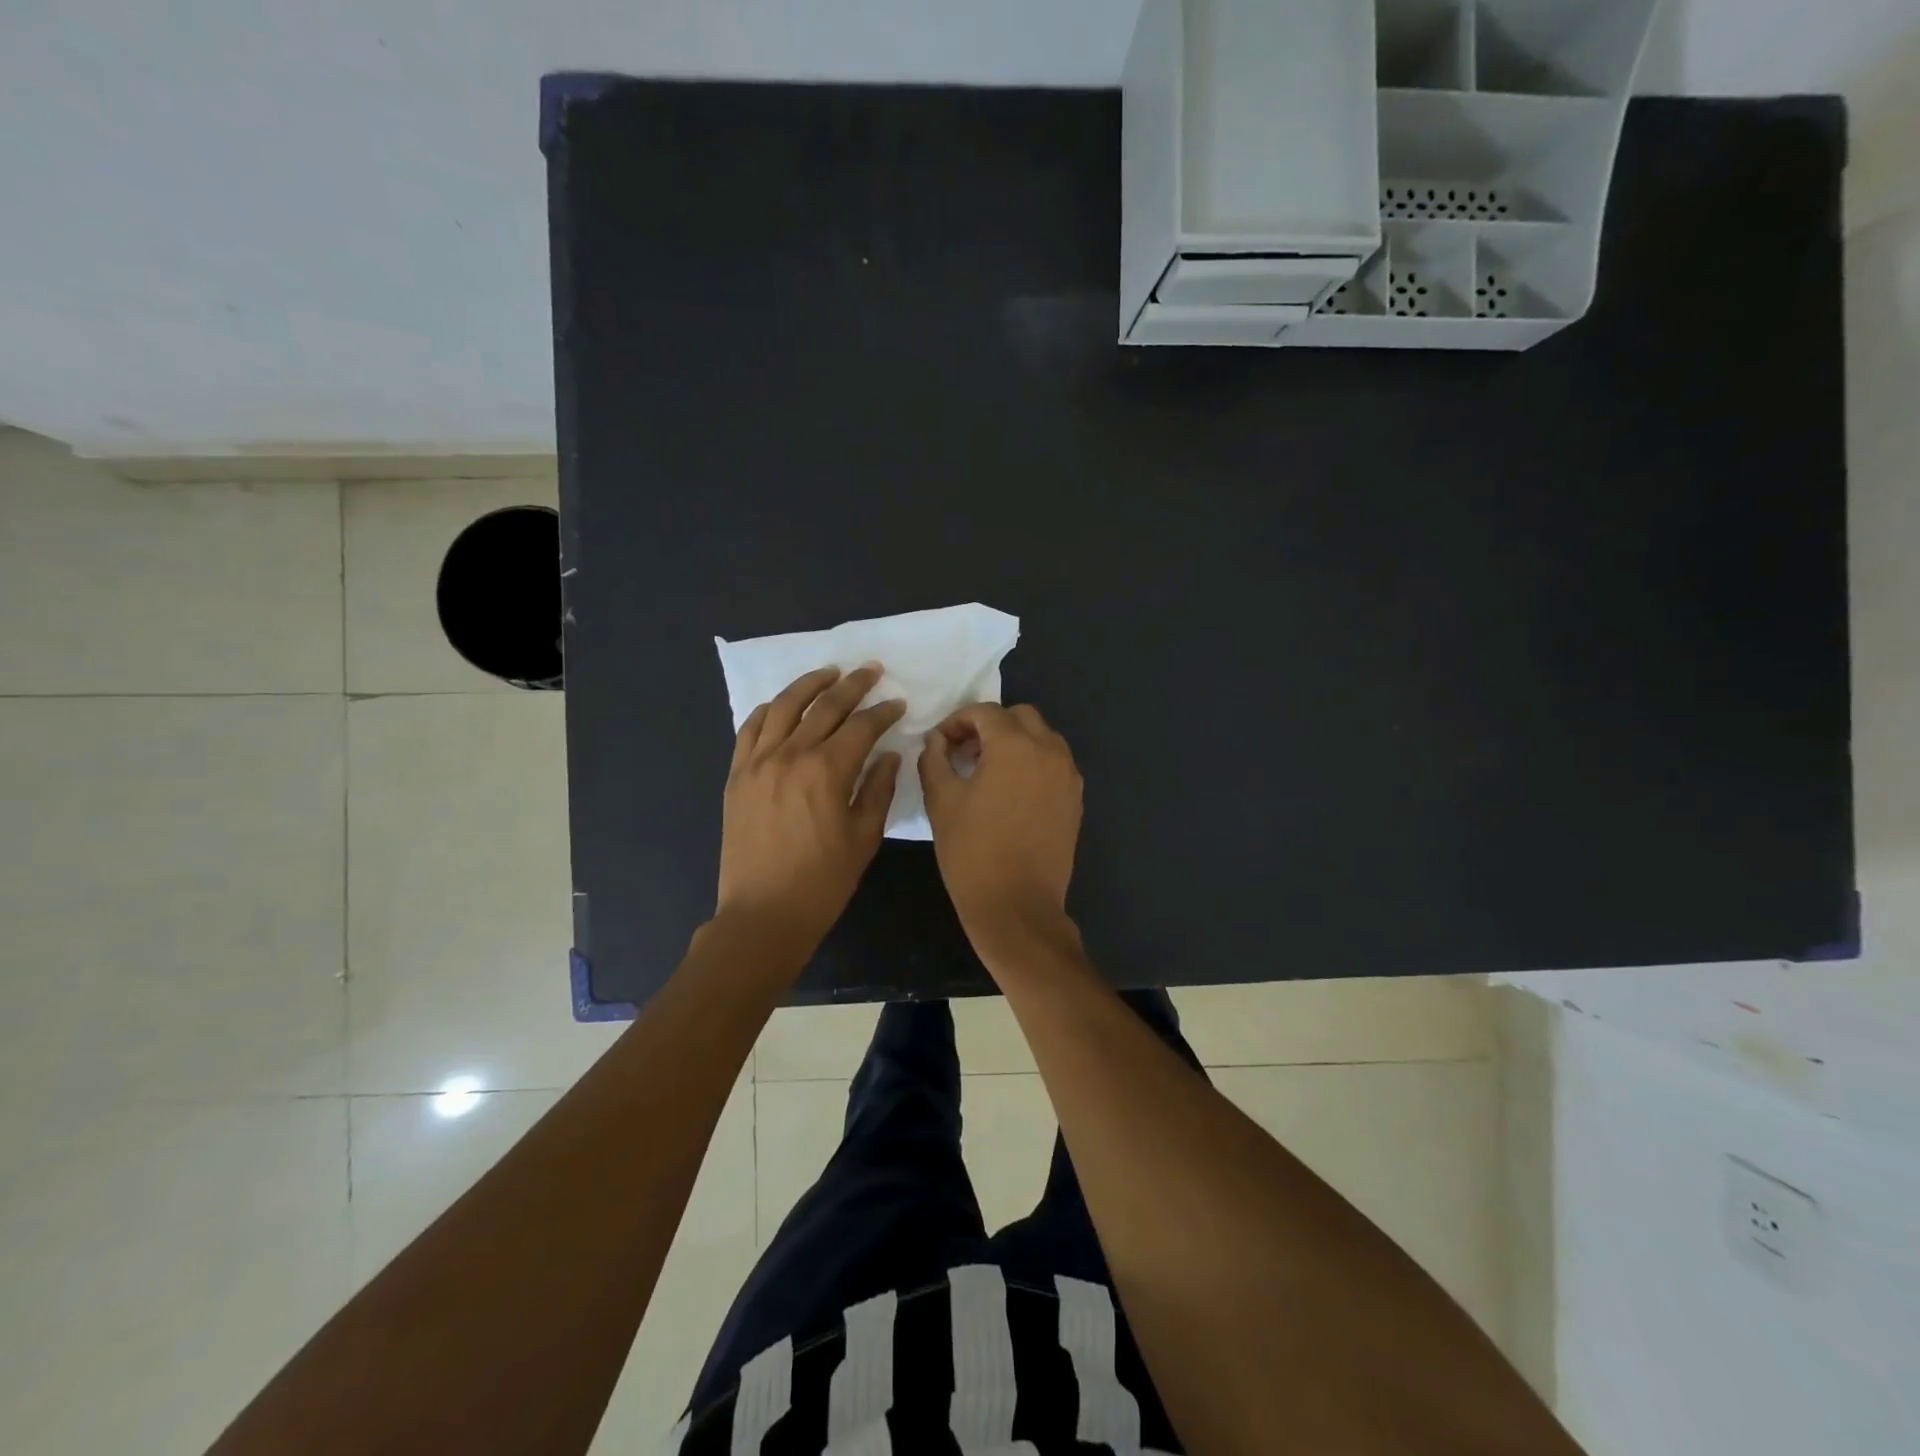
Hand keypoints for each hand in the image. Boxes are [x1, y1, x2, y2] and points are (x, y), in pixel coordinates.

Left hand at [717, 664, 905, 955]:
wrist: (763, 913)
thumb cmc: (823, 881)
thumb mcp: (864, 837)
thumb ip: (878, 789)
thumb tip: (888, 754)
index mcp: (828, 770)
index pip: (862, 726)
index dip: (884, 712)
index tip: (898, 703)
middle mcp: (791, 754)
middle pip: (826, 706)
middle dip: (853, 685)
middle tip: (871, 671)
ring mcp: (758, 762)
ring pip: (785, 706)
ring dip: (810, 684)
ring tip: (829, 672)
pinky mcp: (737, 775)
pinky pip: (751, 729)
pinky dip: (769, 710)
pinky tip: (782, 705)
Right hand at [919, 703, 1082, 949]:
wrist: (1017, 906)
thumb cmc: (972, 852)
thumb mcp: (941, 801)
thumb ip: (934, 759)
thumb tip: (937, 740)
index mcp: (1014, 746)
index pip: (984, 712)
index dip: (957, 721)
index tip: (940, 743)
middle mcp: (1049, 750)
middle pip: (1019, 717)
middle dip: (989, 726)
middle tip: (964, 752)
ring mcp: (1068, 775)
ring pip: (1042, 737)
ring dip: (1014, 742)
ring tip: (988, 771)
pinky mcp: (1075, 799)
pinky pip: (1054, 763)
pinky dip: (1033, 762)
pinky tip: (1011, 792)